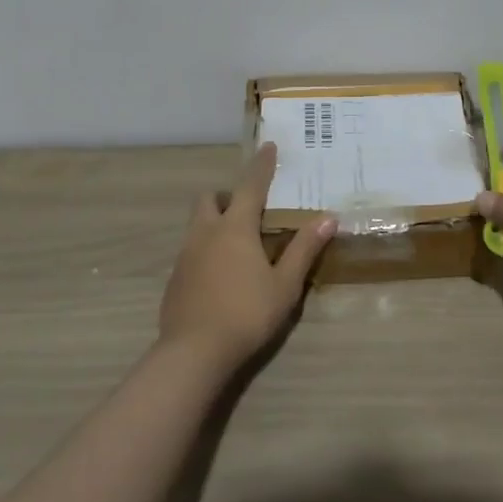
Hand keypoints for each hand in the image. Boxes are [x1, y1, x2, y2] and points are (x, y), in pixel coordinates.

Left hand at [160, 143, 334, 371]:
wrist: (192, 354)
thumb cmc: (246, 313)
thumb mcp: (285, 285)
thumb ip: (304, 249)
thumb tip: (328, 218)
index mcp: (235, 227)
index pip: (251, 185)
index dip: (262, 165)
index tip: (269, 146)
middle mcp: (206, 233)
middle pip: (210, 198)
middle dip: (227, 195)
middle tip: (248, 209)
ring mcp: (185, 256)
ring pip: (197, 224)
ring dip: (215, 222)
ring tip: (238, 245)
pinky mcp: (174, 280)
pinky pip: (191, 251)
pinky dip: (206, 250)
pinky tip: (221, 276)